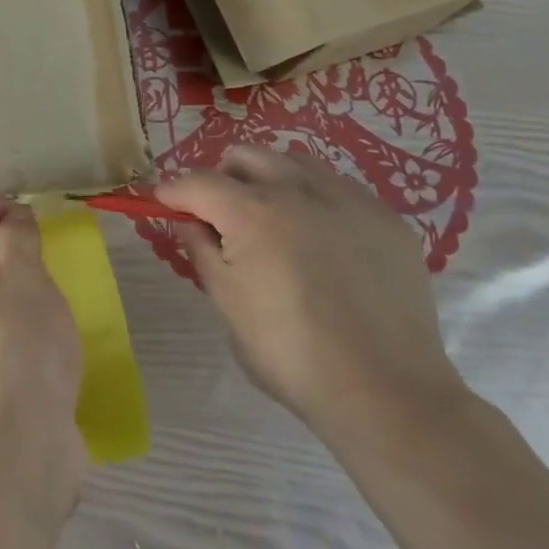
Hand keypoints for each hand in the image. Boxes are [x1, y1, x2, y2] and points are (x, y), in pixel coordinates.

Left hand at [0, 199, 85, 490]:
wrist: (18, 447)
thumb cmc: (20, 345)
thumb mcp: (25, 277)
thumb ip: (18, 238)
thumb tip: (13, 217)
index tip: (22, 209)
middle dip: (5, 252)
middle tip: (44, 253)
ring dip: (18, 293)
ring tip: (55, 295)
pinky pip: (5, 343)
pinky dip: (26, 329)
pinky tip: (54, 341)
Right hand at [158, 146, 471, 451]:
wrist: (386, 392)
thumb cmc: (289, 353)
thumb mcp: (226, 302)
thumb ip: (201, 249)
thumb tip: (188, 221)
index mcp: (251, 212)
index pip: (197, 181)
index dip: (173, 190)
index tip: (162, 201)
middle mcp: (298, 190)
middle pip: (245, 156)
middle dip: (222, 176)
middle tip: (219, 213)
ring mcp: (348, 199)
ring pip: (294, 162)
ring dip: (270, 179)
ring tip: (272, 219)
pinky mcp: (386, 219)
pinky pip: (338, 188)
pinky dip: (315, 200)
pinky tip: (321, 241)